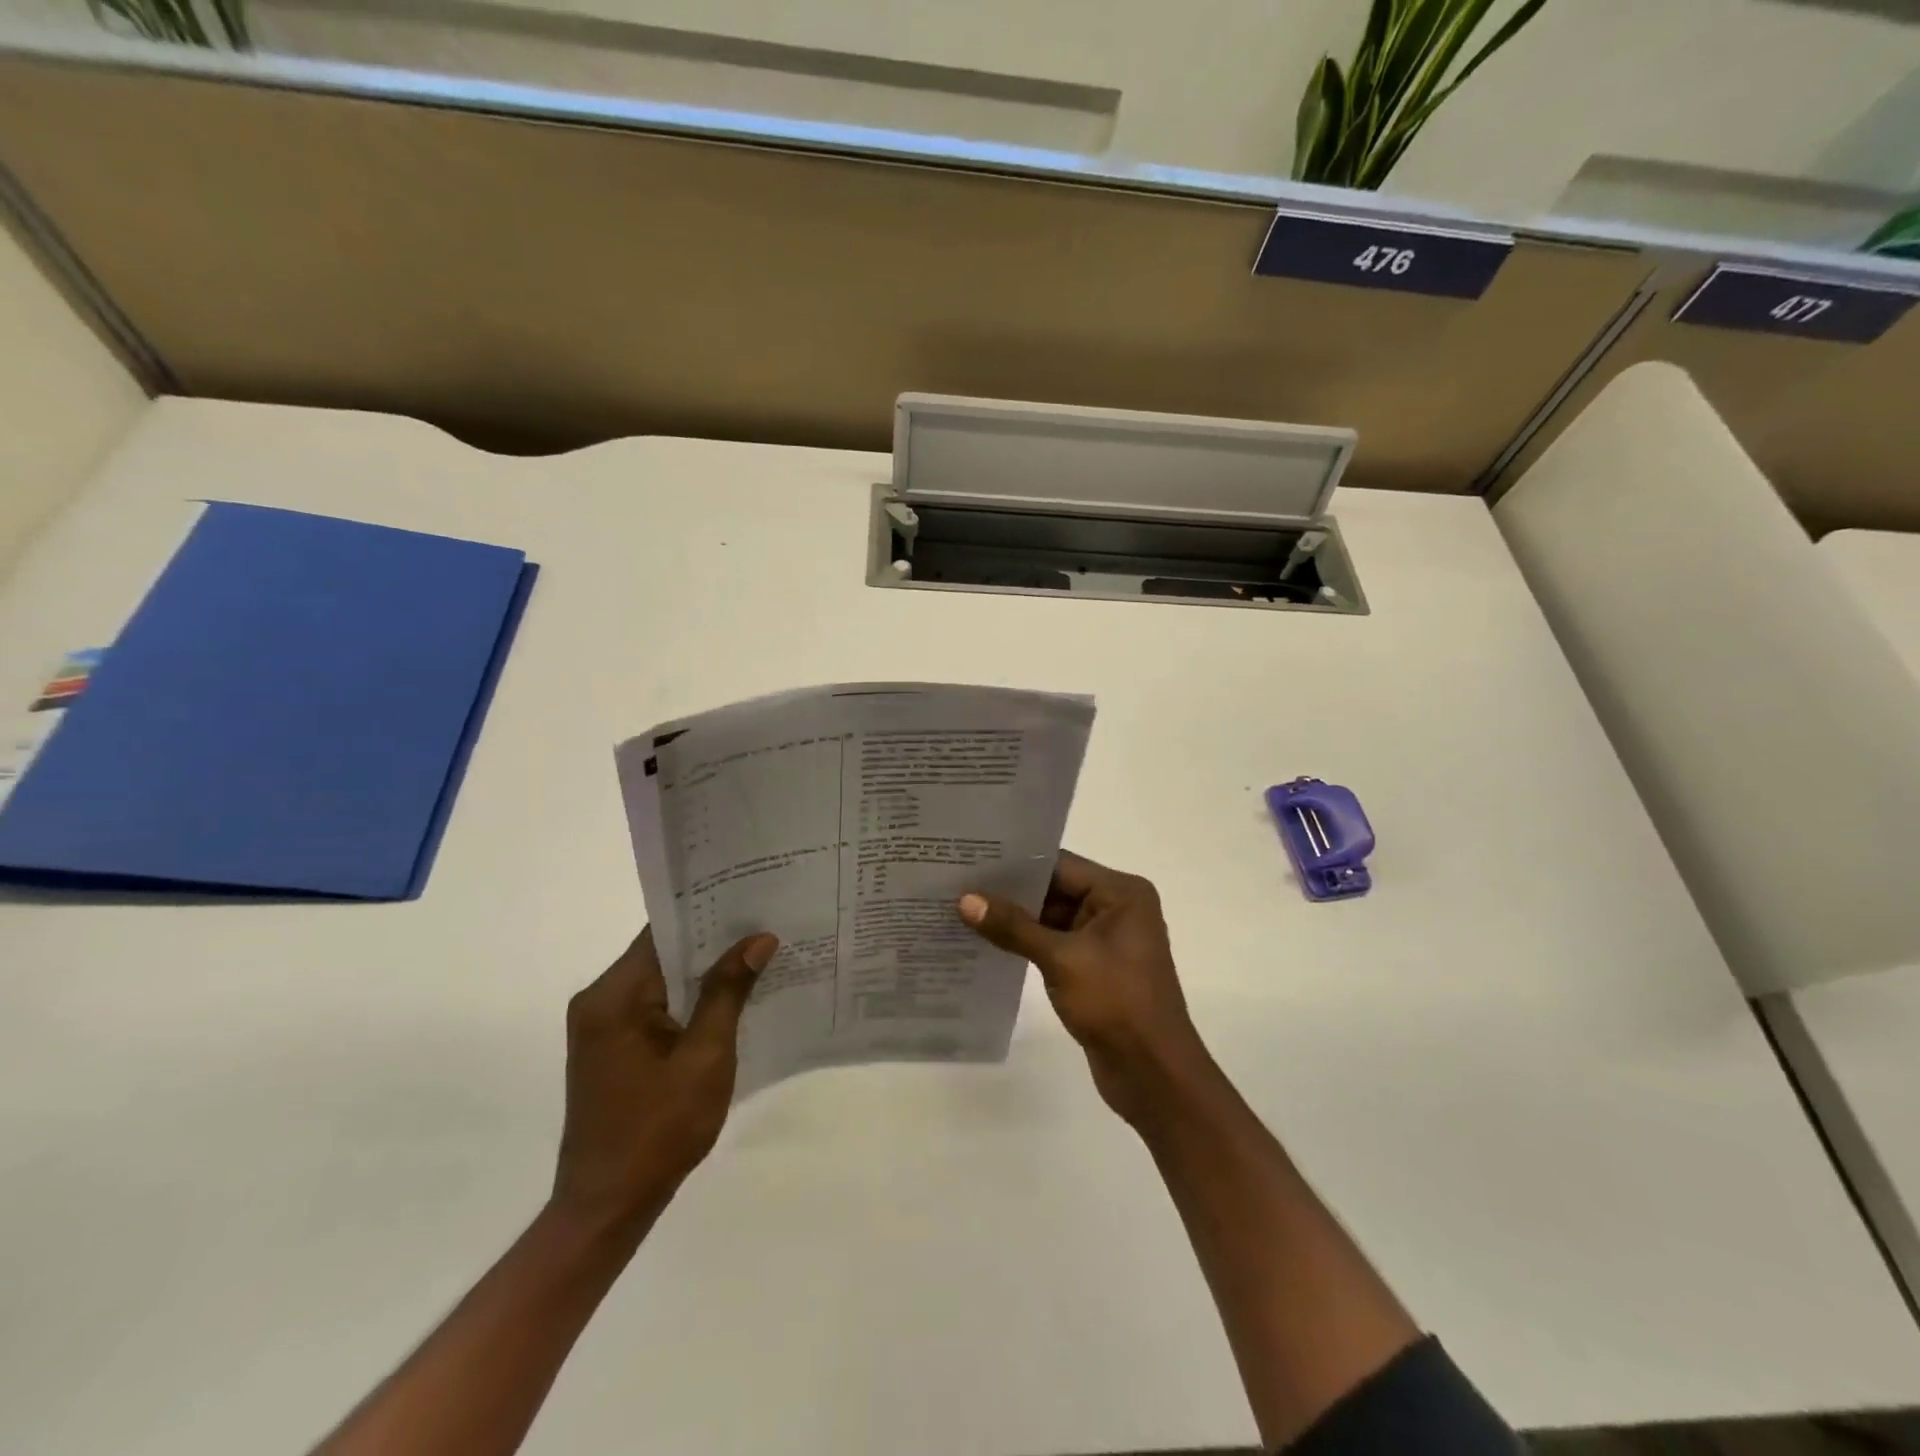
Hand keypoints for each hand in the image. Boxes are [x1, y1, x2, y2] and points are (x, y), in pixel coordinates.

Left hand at [550, 926, 777, 1238]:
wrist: (608, 1207)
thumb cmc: (659, 1130)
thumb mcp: (706, 1057)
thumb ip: (728, 991)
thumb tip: (758, 938)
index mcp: (614, 996)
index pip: (664, 931)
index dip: (708, 913)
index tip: (752, 898)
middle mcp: (599, 1001)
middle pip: (662, 952)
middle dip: (713, 942)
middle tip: (766, 925)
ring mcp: (602, 1026)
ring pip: (661, 979)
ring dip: (703, 972)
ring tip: (758, 955)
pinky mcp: (611, 1048)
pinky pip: (654, 1006)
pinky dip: (688, 1000)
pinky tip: (729, 1000)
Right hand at [958, 852, 1211, 1125]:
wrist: (1153, 1076)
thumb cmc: (1117, 1004)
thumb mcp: (1062, 959)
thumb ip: (1014, 927)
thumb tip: (965, 899)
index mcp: (1121, 893)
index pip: (1060, 865)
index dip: (1016, 863)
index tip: (972, 858)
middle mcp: (1116, 909)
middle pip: (1054, 889)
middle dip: (1010, 891)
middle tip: (958, 881)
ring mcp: (1105, 940)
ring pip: (1051, 918)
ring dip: (1014, 919)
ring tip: (962, 908)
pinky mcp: (1093, 969)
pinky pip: (1053, 945)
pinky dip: (1025, 944)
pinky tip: (986, 942)